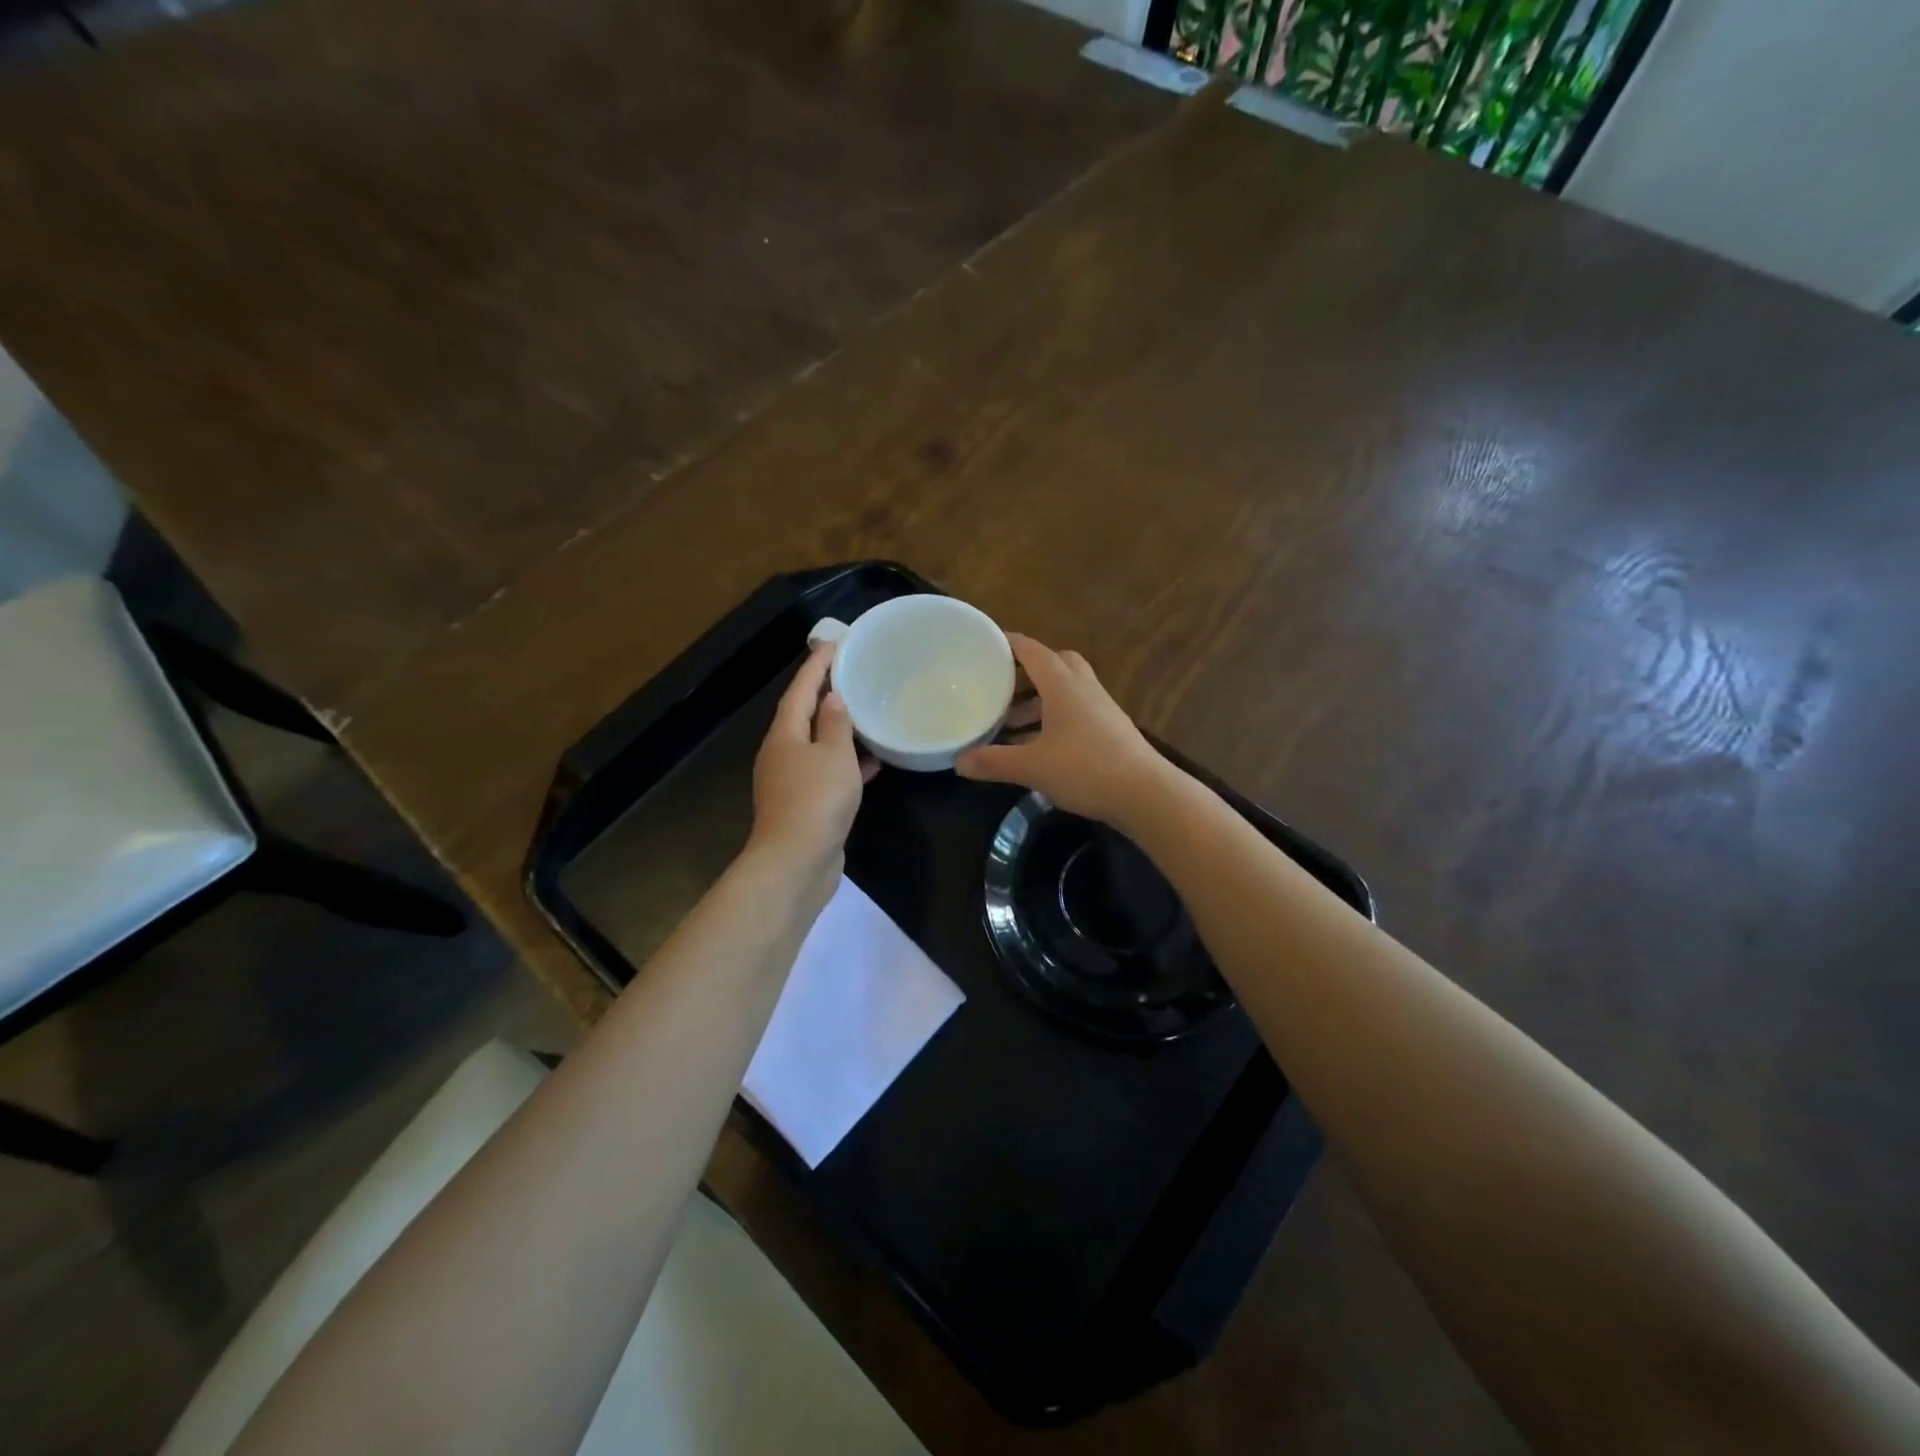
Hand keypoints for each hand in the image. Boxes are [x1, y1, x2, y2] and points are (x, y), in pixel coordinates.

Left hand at [749, 643, 877, 873]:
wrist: (795, 862)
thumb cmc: (816, 800)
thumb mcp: (834, 756)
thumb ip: (836, 725)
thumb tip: (833, 698)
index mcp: (784, 735)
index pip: (800, 690)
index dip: (816, 666)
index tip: (834, 643)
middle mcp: (782, 754)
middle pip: (803, 715)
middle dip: (825, 694)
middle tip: (851, 674)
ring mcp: (790, 781)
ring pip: (816, 745)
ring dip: (838, 730)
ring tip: (865, 713)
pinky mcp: (804, 805)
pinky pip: (826, 772)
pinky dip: (846, 763)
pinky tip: (873, 763)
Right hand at [957, 634, 1168, 826]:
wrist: (1146, 793)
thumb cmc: (1086, 769)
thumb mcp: (1032, 767)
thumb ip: (993, 762)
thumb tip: (958, 762)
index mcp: (1063, 685)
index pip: (1032, 651)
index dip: (1009, 643)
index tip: (986, 643)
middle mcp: (1084, 688)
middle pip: (1055, 664)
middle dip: (1027, 672)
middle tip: (1001, 687)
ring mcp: (1101, 708)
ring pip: (1066, 690)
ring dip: (1039, 700)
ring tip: (1012, 724)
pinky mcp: (1111, 729)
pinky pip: (1077, 711)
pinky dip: (1054, 719)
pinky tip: (1040, 746)